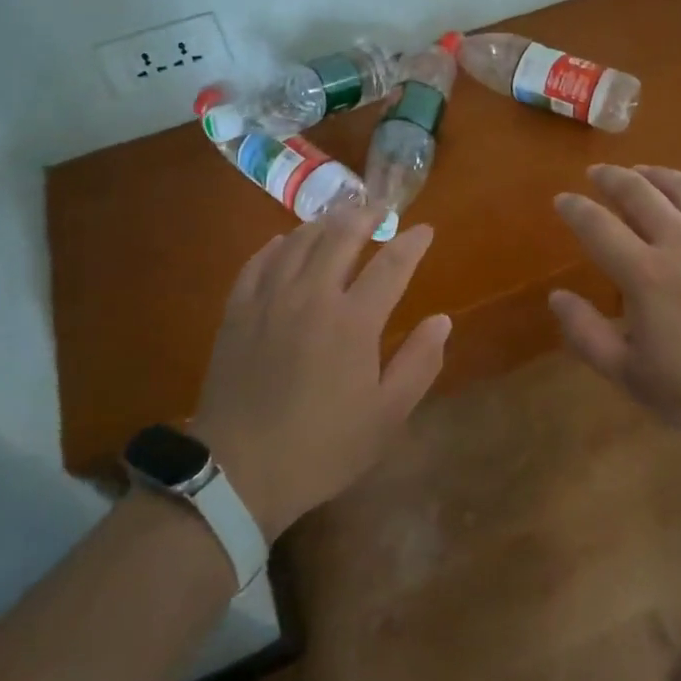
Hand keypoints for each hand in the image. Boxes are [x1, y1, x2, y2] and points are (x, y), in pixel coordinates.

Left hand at [191, 207, 449, 539]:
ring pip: (299, 242)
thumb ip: (419, 363)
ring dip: (324, 223)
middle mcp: (312, 296)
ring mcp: (269, 300)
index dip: (412, 243)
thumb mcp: (386, 417)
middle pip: (341, 237)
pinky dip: (276, 246)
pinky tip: (284, 242)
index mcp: (353, 321)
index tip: (425, 230)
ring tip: (338, 217)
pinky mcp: (237, 311)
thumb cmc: (323, 447)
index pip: (391, 265)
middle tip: (380, 208)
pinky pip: (257, 262)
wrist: (239, 472)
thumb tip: (442, 320)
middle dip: (366, 216)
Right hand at [549, 165, 680, 444]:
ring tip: (643, 171)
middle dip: (612, 178)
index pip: (598, 227)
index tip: (562, 199)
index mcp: (646, 274)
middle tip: (598, 172)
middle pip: (640, 193)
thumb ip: (588, 335)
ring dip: (657, 175)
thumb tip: (557, 297)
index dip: (575, 209)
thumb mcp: (634, 378)